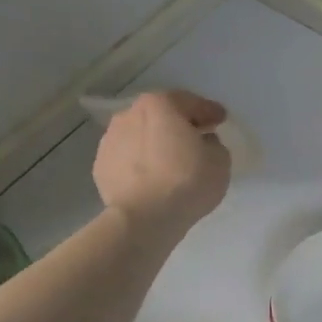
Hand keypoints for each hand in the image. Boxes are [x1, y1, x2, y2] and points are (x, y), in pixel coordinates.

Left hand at [91, 90, 230, 232]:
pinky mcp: (100, 166)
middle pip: (161, 115)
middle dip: (178, 123)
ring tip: (170, 160)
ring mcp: (110, 140)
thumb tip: (200, 143)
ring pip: (141, 135)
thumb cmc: (187, 181)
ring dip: (156, 142)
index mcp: (160, 104)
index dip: (209, 111)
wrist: (143, 219)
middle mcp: (130, 114)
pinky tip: (152, 176)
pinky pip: (128, 157)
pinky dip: (140, 161)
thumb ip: (212, 143)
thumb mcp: (220, 159)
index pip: (191, 103)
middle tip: (196, 138)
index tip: (220, 120)